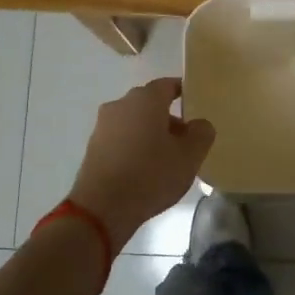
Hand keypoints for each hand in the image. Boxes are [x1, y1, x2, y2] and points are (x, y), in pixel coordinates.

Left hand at [68, 78, 214, 250]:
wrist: (102, 208)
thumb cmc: (151, 175)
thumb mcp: (190, 156)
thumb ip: (202, 133)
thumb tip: (199, 124)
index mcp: (145, 99)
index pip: (168, 85)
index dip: (183, 92)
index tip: (195, 105)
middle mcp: (121, 104)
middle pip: (150, 104)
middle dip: (168, 117)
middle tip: (186, 139)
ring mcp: (103, 126)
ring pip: (134, 122)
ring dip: (150, 133)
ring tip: (166, 158)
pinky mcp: (93, 147)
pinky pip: (120, 139)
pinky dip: (134, 147)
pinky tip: (144, 169)